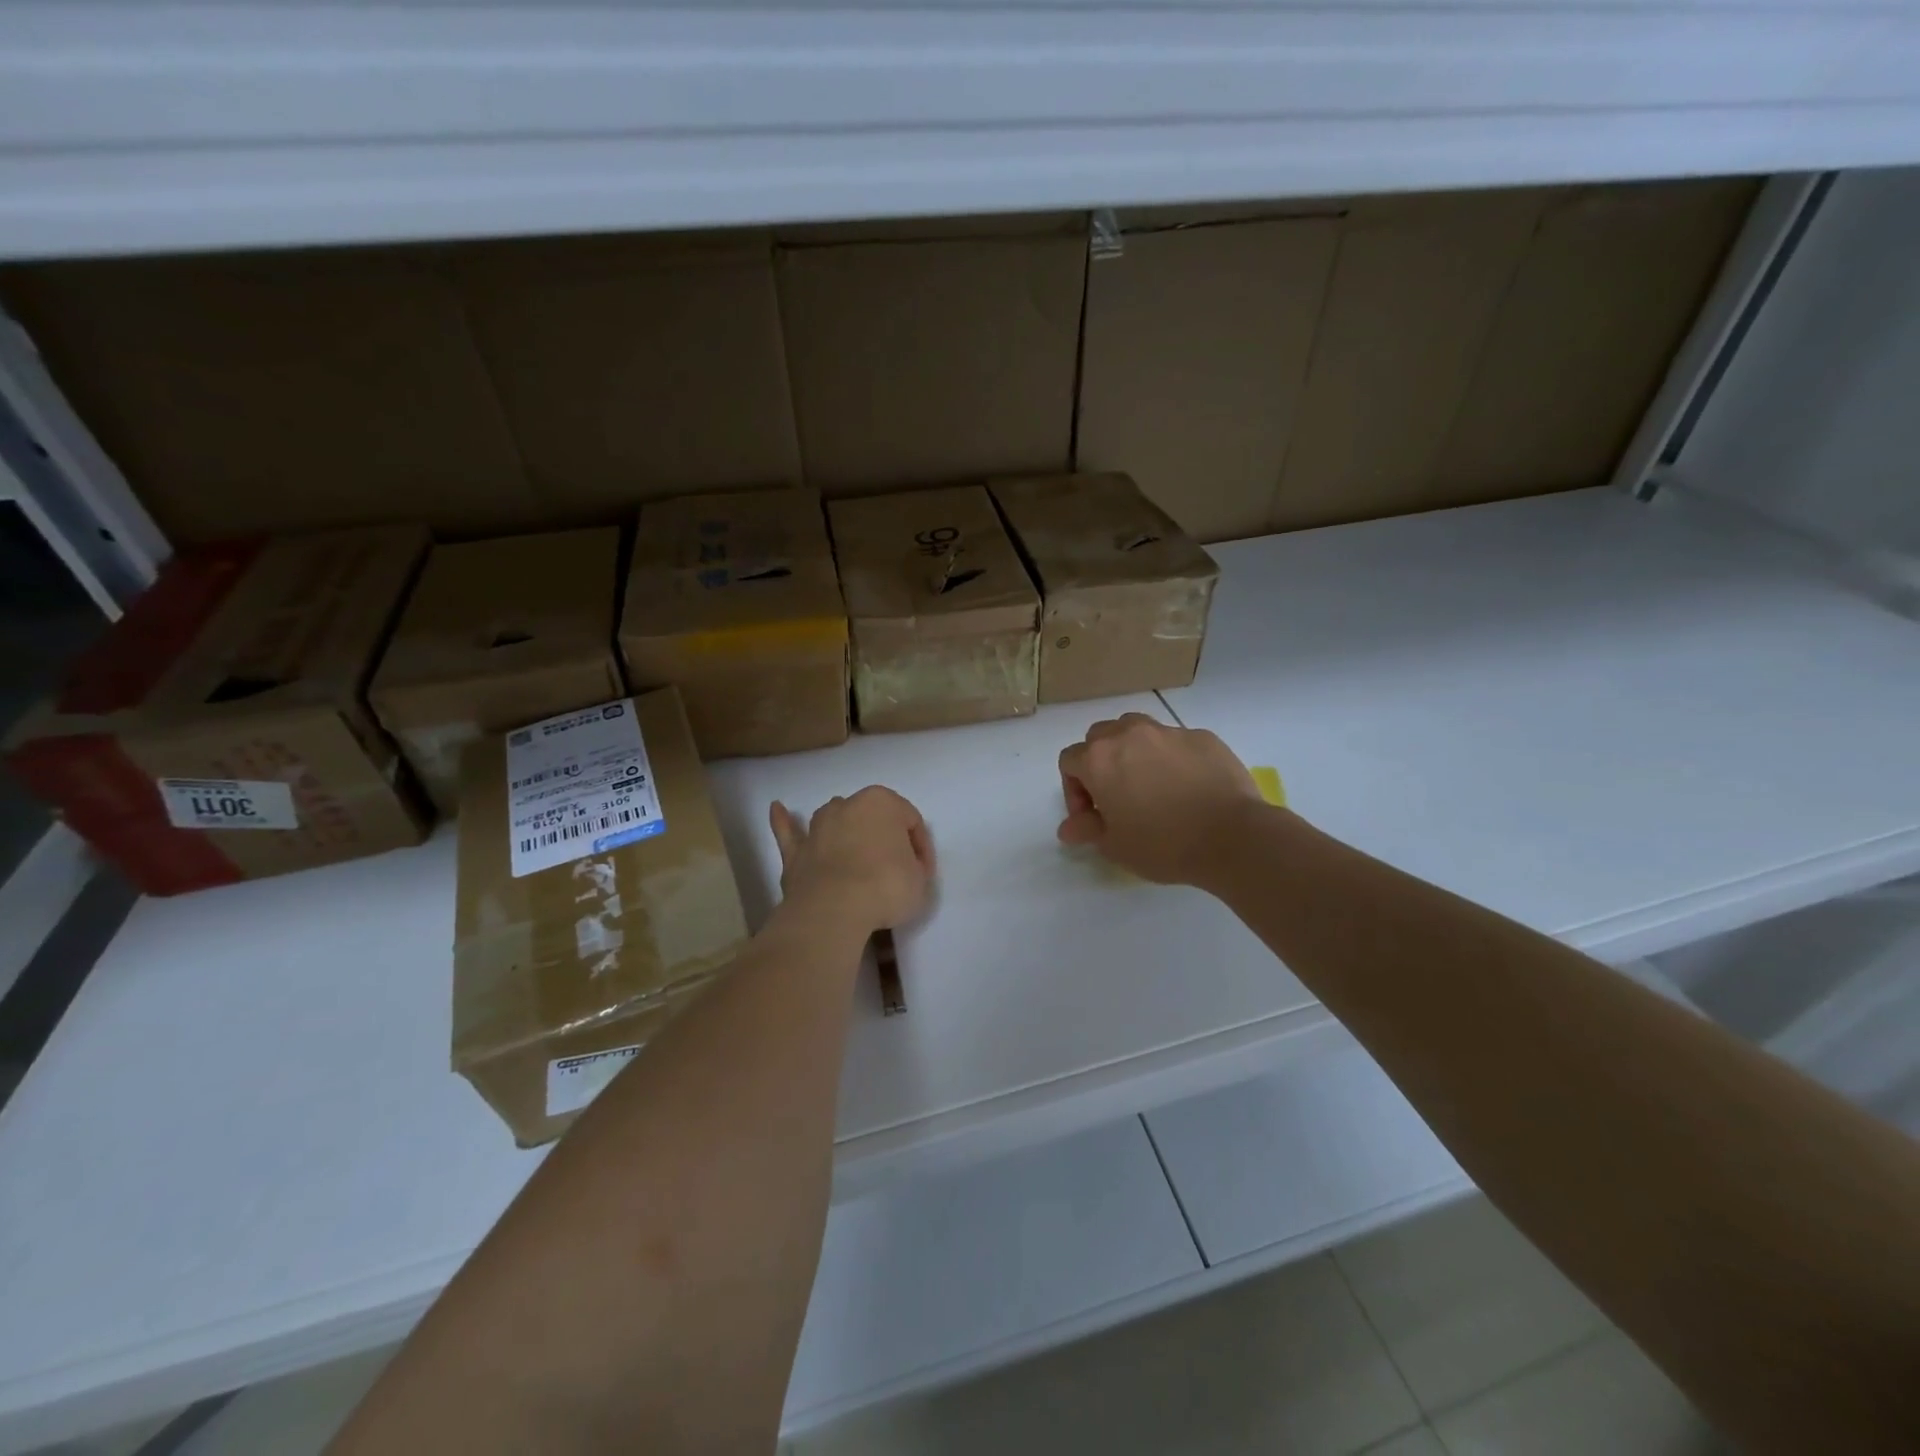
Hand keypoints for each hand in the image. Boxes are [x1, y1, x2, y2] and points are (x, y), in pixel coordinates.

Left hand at [769, 786, 935, 935]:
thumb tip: (901, 867)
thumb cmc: (886, 886)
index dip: (921, 849)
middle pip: (872, 818)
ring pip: (835, 820)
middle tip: (895, 870)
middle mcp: (847, 806)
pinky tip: (777, 809)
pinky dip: (783, 822)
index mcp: (882, 802)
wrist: (835, 909)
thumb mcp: (920, 879)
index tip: (922, 875)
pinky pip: (789, 832)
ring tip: (856, 851)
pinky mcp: (795, 852)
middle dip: (884, 838)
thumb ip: (913, 866)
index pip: (911, 821)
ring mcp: (818, 827)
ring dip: (846, 831)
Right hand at [1058, 713, 1268, 886]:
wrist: (1231, 836)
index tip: (1093, 816)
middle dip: (1100, 763)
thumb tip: (1069, 828)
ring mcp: (1168, 731)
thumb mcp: (1115, 845)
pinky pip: (1175, 741)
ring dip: (1133, 751)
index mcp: (1099, 759)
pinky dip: (1171, 757)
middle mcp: (1129, 734)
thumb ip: (1087, 829)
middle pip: (1099, 737)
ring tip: (1149, 784)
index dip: (1074, 789)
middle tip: (1117, 797)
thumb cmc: (1163, 844)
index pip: (1069, 760)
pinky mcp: (1202, 736)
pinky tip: (1187, 786)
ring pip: (1137, 729)